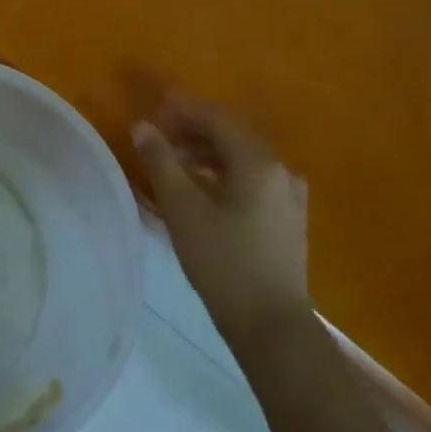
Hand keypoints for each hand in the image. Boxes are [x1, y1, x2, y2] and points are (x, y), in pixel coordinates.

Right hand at [132, 95, 310, 334]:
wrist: (270, 324)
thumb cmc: (223, 262)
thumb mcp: (182, 209)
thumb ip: (161, 162)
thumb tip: (142, 126)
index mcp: (258, 162)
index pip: (217, 119)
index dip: (183, 110)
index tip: (153, 108)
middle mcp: (280, 170)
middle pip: (232, 135)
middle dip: (193, 129)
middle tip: (158, 134)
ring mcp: (288, 195)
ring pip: (241, 158)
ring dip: (206, 152)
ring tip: (173, 161)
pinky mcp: (286, 218)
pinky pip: (250, 179)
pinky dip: (222, 173)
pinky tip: (201, 188)